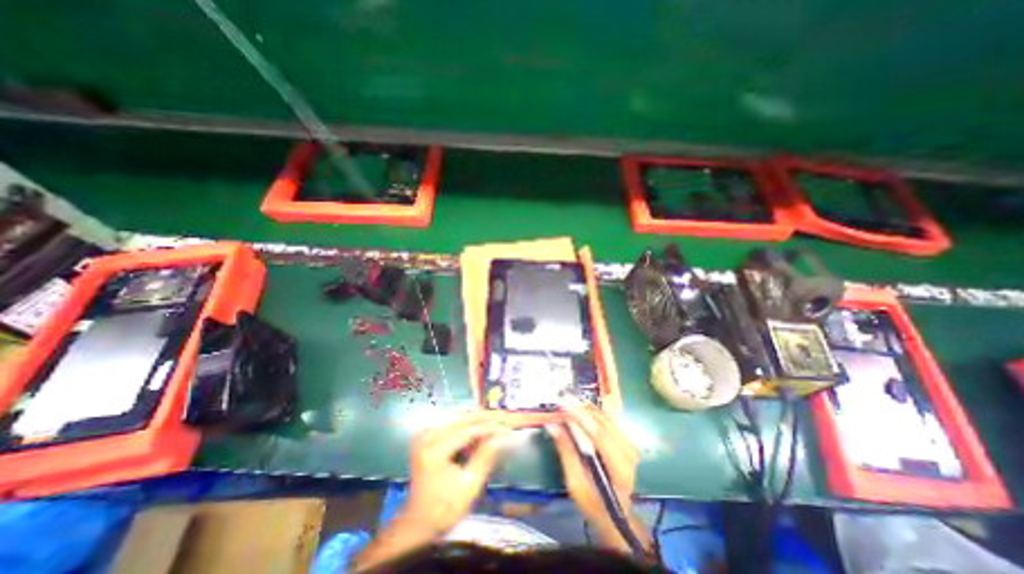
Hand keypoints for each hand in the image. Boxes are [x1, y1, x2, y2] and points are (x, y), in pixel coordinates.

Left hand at [355, 412, 509, 568]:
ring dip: (478, 420)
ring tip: (496, 424)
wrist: (418, 522)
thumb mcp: (469, 486)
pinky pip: (452, 424)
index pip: (467, 431)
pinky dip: (468, 426)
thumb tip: (504, 436)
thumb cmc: (444, 509)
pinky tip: (480, 432)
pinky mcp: (427, 436)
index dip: (489, 428)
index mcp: (433, 451)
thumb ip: (486, 457)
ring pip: (458, 418)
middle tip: (505, 418)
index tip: (507, 429)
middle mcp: (426, 437)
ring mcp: (425, 435)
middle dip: (485, 418)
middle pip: (462, 419)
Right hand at [548, 402, 642, 553]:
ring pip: (606, 419)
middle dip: (581, 410)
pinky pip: (608, 421)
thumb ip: (566, 452)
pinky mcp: (627, 442)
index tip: (563, 405)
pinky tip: (580, 413)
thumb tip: (552, 425)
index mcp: (619, 470)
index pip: (600, 435)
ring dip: (586, 410)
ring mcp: (630, 446)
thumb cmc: (593, 503)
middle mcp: (629, 454)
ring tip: (568, 406)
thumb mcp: (575, 483)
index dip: (581, 416)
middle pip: (603, 423)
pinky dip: (592, 414)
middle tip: (562, 402)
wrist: (614, 514)